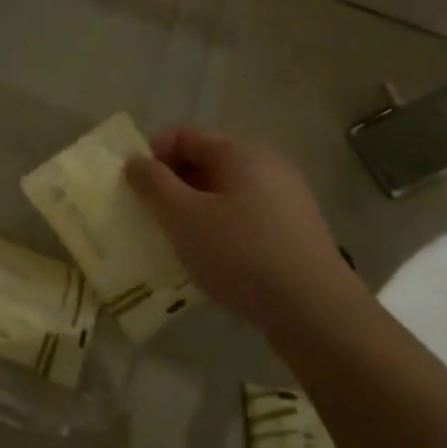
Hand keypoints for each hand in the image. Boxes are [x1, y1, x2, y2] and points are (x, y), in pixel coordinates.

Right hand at [125, 128, 355, 322]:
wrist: (313, 311)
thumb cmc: (240, 253)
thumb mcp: (183, 217)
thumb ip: (153, 184)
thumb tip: (135, 161)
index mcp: (241, 153)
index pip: (183, 136)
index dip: (152, 155)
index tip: (133, 188)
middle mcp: (266, 167)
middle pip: (204, 162)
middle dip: (170, 185)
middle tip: (148, 216)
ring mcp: (284, 199)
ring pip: (222, 193)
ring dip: (192, 210)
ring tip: (174, 240)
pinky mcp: (291, 231)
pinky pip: (242, 216)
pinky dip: (217, 228)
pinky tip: (208, 258)